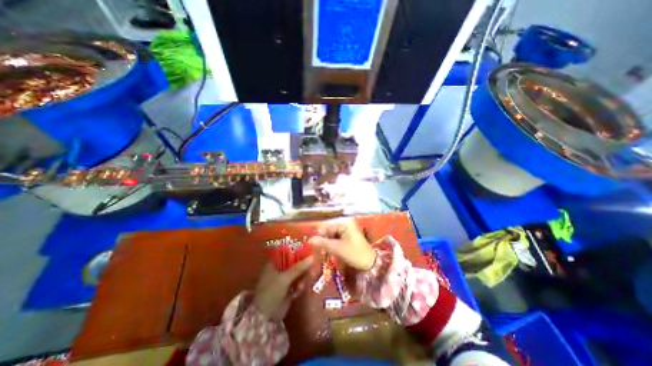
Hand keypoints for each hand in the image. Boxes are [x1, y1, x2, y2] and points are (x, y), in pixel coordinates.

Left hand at [252, 258, 312, 320]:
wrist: (265, 317)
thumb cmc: (271, 292)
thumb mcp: (284, 278)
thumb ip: (298, 268)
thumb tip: (312, 257)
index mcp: (274, 263)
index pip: (288, 252)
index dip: (297, 251)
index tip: (308, 252)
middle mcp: (280, 269)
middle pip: (295, 262)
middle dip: (303, 265)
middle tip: (310, 268)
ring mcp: (285, 279)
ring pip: (298, 272)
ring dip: (302, 277)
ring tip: (302, 284)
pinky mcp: (289, 288)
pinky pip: (298, 282)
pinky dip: (300, 285)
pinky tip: (298, 291)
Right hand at [309, 218, 376, 271]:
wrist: (370, 263)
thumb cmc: (355, 254)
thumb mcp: (338, 249)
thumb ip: (323, 243)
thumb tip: (309, 240)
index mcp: (344, 223)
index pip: (326, 225)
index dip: (318, 234)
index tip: (312, 244)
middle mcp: (345, 223)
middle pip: (328, 229)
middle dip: (322, 238)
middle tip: (316, 249)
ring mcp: (347, 229)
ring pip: (331, 233)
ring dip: (326, 242)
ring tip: (322, 251)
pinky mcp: (347, 235)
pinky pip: (335, 237)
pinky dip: (331, 243)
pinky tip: (329, 250)